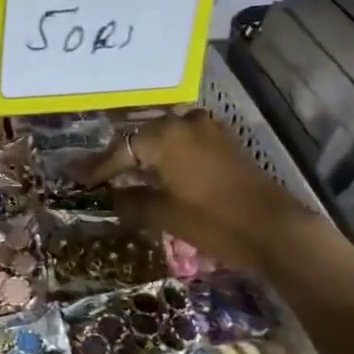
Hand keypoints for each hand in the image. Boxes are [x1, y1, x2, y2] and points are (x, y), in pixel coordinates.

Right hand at [82, 110, 313, 270]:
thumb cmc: (213, 221)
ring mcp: (208, 130)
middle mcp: (183, 123)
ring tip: (126, 171)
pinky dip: (168, 154)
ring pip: (164, 136)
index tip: (77, 179)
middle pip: (140, 137)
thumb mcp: (164, 215)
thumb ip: (132, 201)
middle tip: (98, 174)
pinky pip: (184, 141)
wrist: (276, 230)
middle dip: (120, 157)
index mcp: (163, 136)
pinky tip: (159, 170)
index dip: (97, 168)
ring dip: (145, 153)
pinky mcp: (225, 143)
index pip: (119, 150)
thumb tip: (112, 197)